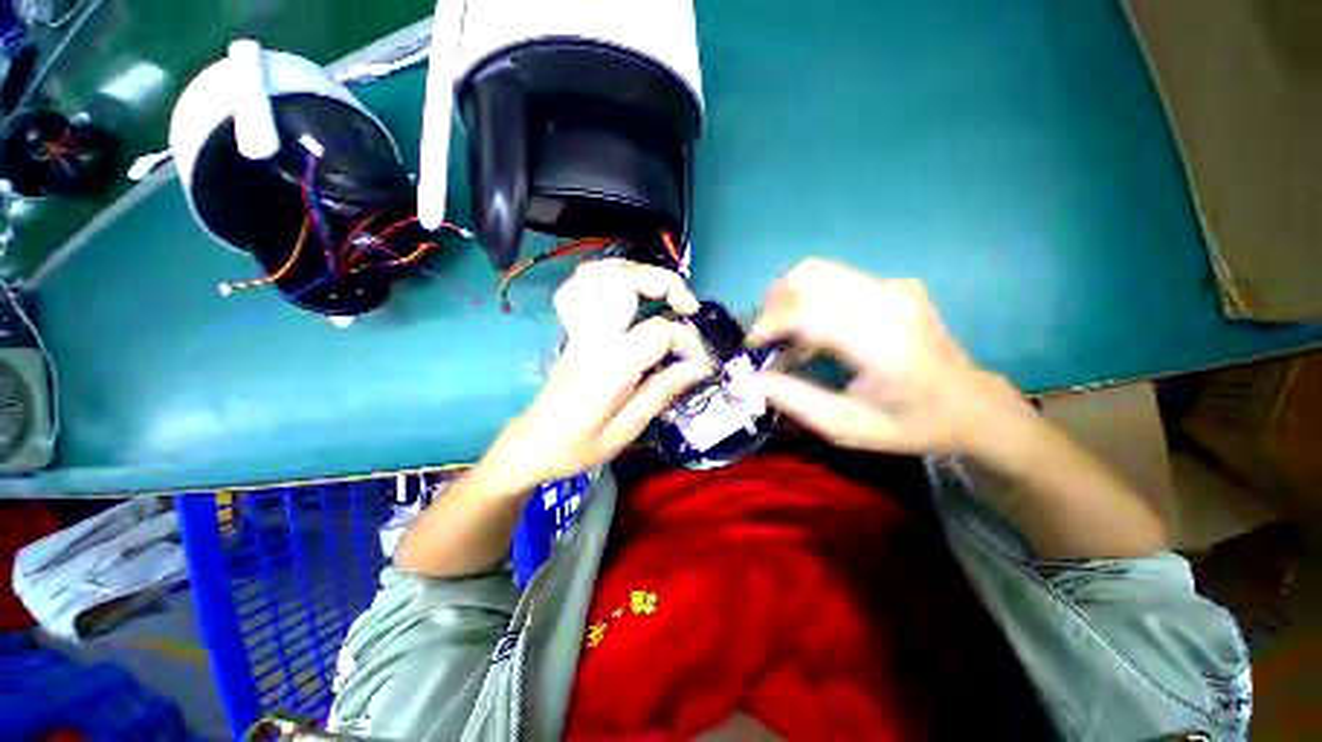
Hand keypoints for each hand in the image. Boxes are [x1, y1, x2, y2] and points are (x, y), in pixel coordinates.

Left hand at [479, 260, 711, 493]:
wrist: (534, 443)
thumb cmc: (579, 445)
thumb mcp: (627, 430)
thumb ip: (662, 392)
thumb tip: (699, 366)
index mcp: (608, 367)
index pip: (658, 332)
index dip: (689, 342)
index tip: (701, 365)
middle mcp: (593, 338)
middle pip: (626, 283)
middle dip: (667, 284)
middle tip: (690, 307)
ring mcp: (580, 330)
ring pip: (602, 275)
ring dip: (639, 273)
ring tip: (666, 292)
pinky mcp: (575, 330)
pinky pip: (585, 285)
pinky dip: (611, 275)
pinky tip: (630, 287)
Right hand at [747, 259, 1030, 454]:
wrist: (971, 404)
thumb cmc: (910, 423)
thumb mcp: (845, 427)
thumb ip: (794, 400)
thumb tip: (752, 377)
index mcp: (881, 341)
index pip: (805, 313)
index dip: (767, 326)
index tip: (751, 348)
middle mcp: (890, 300)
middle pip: (807, 276)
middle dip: (773, 305)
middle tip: (767, 339)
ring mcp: (895, 286)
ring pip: (816, 271)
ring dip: (788, 299)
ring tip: (784, 335)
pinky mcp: (894, 284)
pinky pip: (833, 279)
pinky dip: (808, 300)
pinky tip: (810, 332)